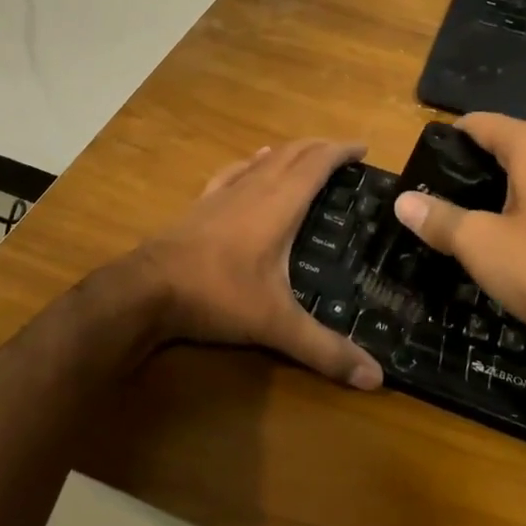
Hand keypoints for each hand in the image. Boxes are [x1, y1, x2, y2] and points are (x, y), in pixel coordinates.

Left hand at [133, 140, 383, 389]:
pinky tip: (255, 161)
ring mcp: (226, 192)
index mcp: (280, 203)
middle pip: (294, 152)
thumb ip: (325, 349)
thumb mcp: (276, 324)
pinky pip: (236, 170)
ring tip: (309, 157)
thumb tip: (376, 378)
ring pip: (265, 158)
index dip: (342, 151)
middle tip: (345, 155)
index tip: (365, 148)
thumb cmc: (219, 295)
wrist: (148, 289)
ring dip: (291, 151)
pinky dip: (254, 161)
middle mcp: (256, 187)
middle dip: (321, 147)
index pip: (318, 163)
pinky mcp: (203, 202)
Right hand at [391, 114, 525, 356]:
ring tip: (470, 217)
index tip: (423, 169)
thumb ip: (438, 218)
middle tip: (441, 198)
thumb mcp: (479, 244)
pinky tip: (512, 234)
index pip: (479, 123)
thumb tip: (402, 202)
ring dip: (501, 187)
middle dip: (473, 167)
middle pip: (505, 143)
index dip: (447, 142)